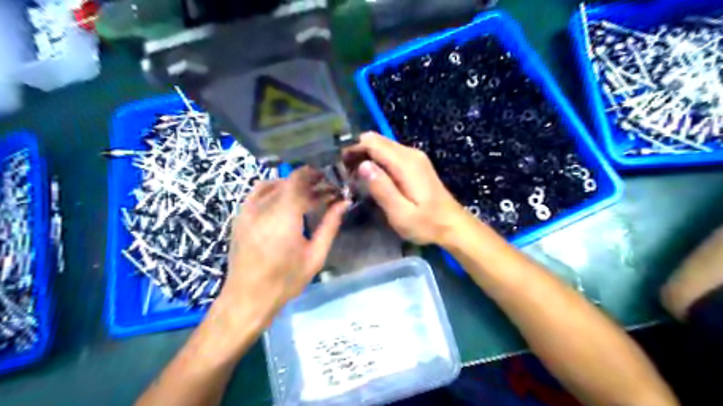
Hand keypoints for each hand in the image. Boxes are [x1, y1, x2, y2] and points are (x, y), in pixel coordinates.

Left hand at [214, 166, 347, 327]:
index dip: (315, 176)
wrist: (247, 298)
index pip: (298, 179)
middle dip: (308, 183)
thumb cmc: (286, 280)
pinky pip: (257, 193)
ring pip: (271, 184)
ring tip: (306, 196)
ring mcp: (247, 210)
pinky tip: (284, 202)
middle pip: (287, 181)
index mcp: (283, 215)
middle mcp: (263, 206)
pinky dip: (273, 190)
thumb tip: (343, 203)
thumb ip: (330, 225)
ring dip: (290, 185)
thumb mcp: (315, 255)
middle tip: (324, 193)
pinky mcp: (239, 217)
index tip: (330, 181)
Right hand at [344, 133, 469, 246]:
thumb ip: (382, 188)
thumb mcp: (401, 213)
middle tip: (344, 172)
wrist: (452, 225)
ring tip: (353, 175)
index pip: (372, 143)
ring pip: (383, 146)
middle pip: (377, 140)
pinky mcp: (415, 163)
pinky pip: (391, 154)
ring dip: (366, 156)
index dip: (353, 148)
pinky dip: (377, 160)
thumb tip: (363, 165)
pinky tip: (371, 176)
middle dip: (357, 151)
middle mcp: (410, 153)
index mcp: (405, 163)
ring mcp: (414, 157)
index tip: (339, 164)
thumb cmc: (426, 223)